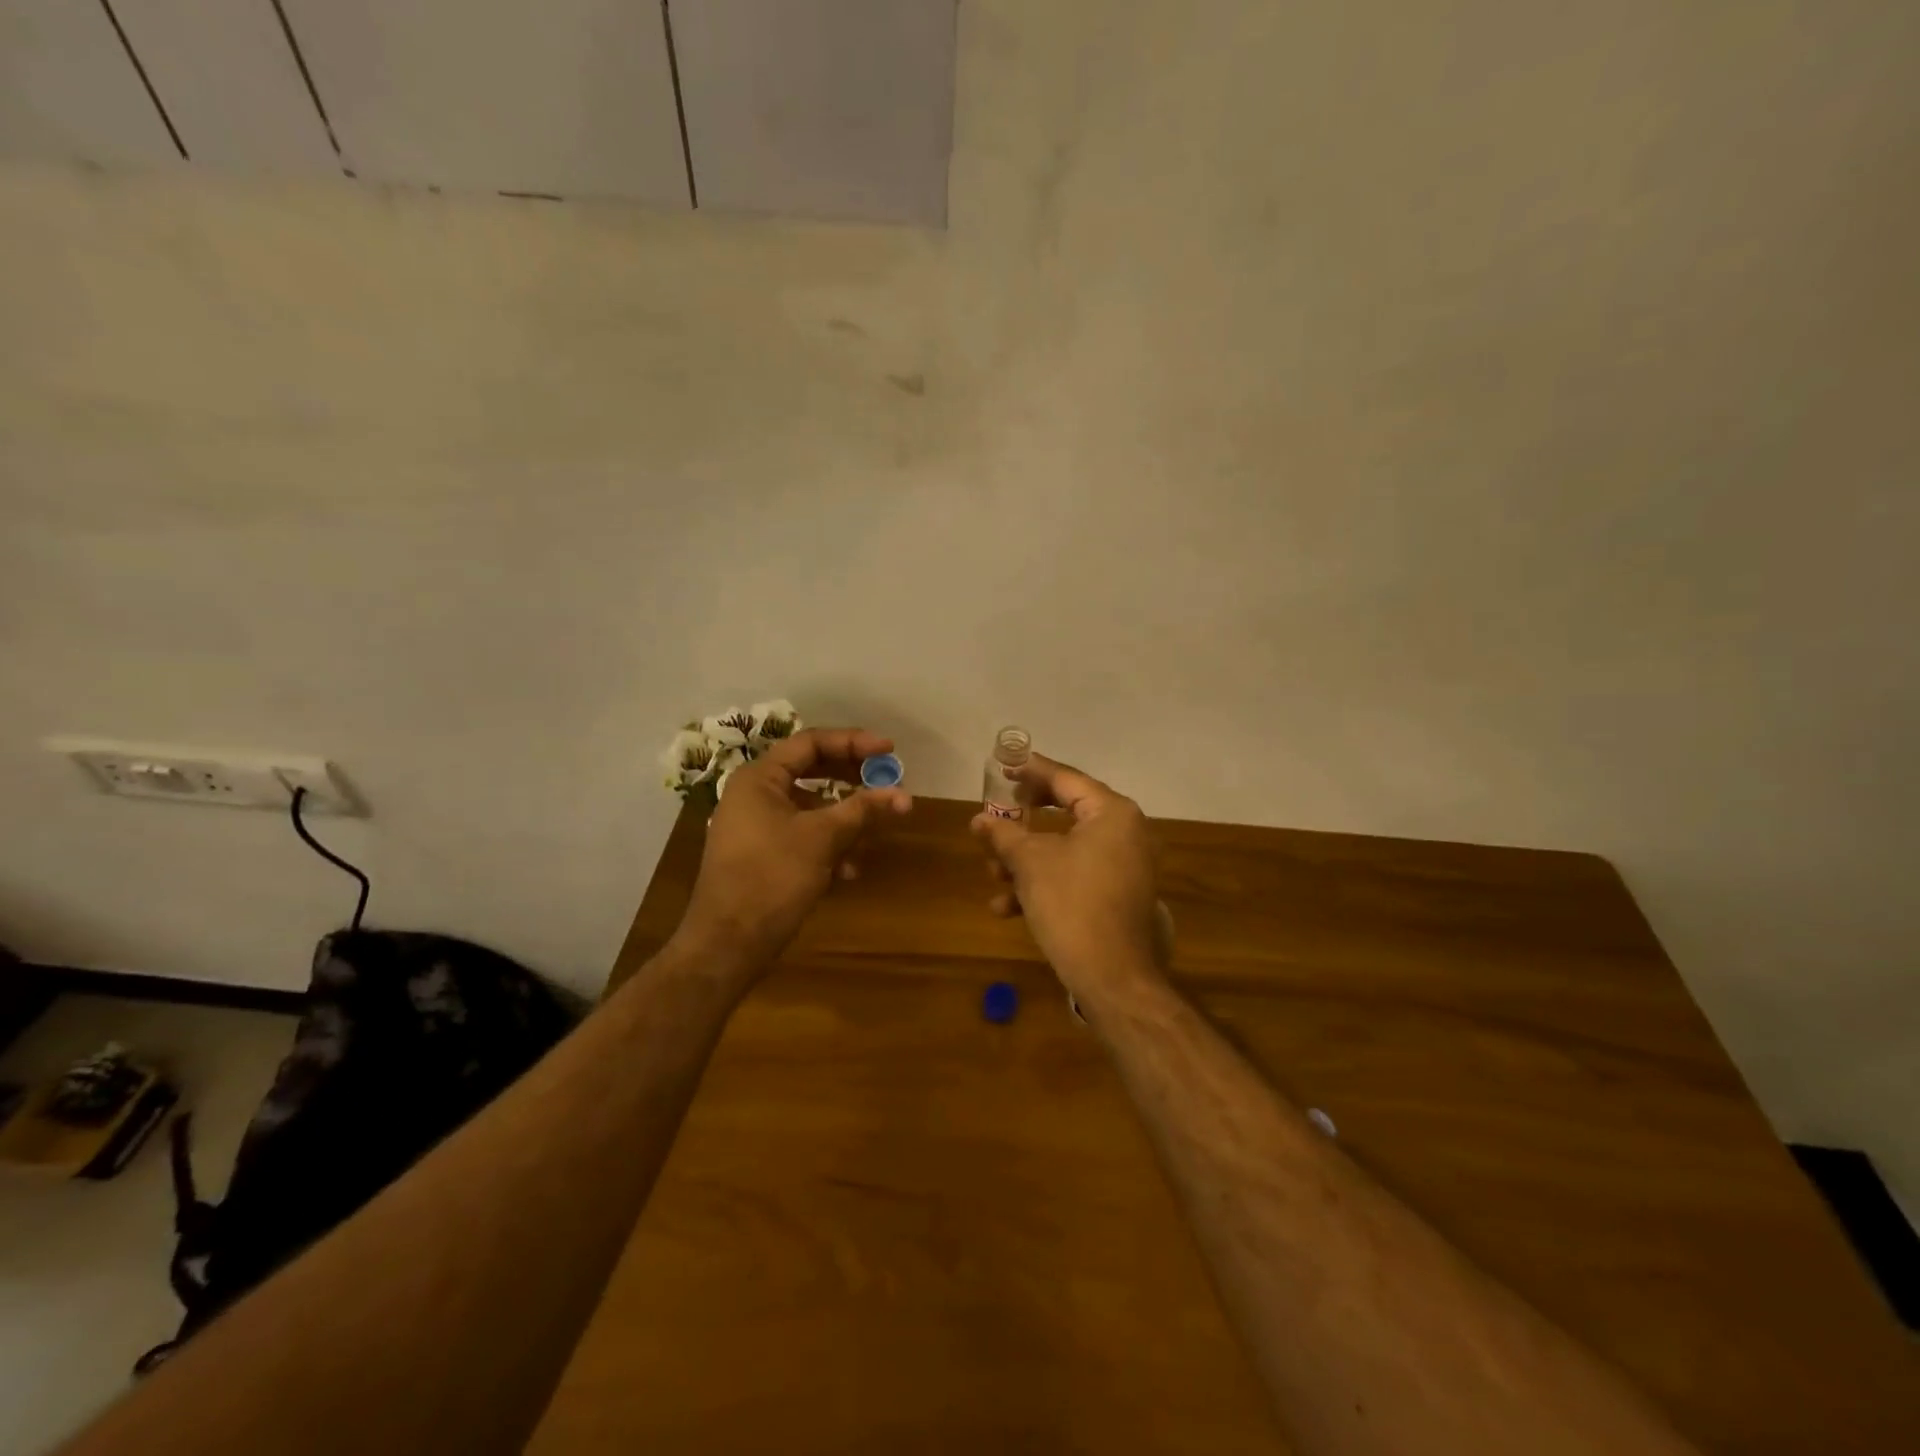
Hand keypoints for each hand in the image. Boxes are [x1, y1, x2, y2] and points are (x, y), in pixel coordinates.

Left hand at [675, 728, 911, 978]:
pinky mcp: (762, 855)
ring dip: (844, 818)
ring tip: (874, 832)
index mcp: (760, 778)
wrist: (728, 943)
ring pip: (810, 808)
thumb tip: (904, 795)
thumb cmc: (772, 877)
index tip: (889, 750)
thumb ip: (863, 810)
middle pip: (811, 771)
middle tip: (886, 781)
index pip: (811, 743)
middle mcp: (754, 795)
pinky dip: (829, 845)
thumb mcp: (823, 838)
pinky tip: (849, 871)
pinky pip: (802, 835)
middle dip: (852, 779)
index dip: (854, 742)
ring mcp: (756, 826)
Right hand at [971, 754, 1163, 998]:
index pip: (1065, 779)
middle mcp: (1126, 832)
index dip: (1030, 771)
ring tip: (992, 874)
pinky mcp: (1118, 895)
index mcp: (1112, 813)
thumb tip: (979, 820)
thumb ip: (1003, 834)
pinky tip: (1008, 908)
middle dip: (1023, 822)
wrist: (1113, 976)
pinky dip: (1044, 884)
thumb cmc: (1072, 904)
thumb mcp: (1030, 863)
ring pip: (1065, 849)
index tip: (1003, 766)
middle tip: (997, 815)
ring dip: (1026, 860)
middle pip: (1065, 812)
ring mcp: (1125, 866)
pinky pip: (1076, 875)